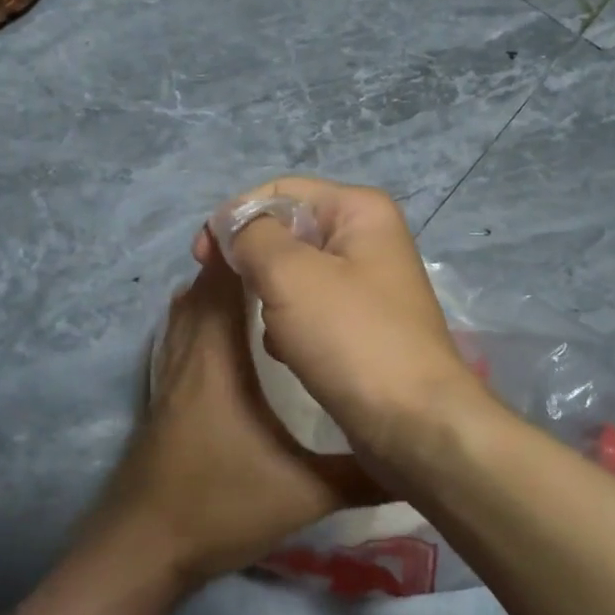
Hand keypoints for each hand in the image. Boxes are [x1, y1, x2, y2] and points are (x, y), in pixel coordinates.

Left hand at [89, 243, 381, 588]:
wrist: (143, 550)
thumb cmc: (219, 507)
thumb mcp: (303, 492)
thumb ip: (360, 473)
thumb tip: (414, 458)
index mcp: (218, 359)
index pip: (223, 282)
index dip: (246, 249)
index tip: (285, 232)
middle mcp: (188, 355)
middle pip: (203, 288)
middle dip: (239, 264)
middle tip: (288, 257)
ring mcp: (170, 376)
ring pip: (187, 312)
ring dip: (218, 290)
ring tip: (265, 286)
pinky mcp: (164, 399)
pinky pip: (182, 338)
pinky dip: (203, 320)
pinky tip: (229, 339)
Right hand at [192, 177, 482, 473]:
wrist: (413, 422)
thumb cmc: (351, 337)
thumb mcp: (290, 275)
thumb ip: (252, 236)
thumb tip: (233, 225)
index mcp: (359, 210)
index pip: (279, 192)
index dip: (235, 218)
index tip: (201, 259)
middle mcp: (368, 238)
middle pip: (287, 232)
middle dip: (254, 262)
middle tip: (227, 292)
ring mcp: (367, 284)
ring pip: (295, 275)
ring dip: (271, 298)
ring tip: (273, 330)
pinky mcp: (362, 324)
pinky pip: (310, 310)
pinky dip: (291, 327)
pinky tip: (288, 351)